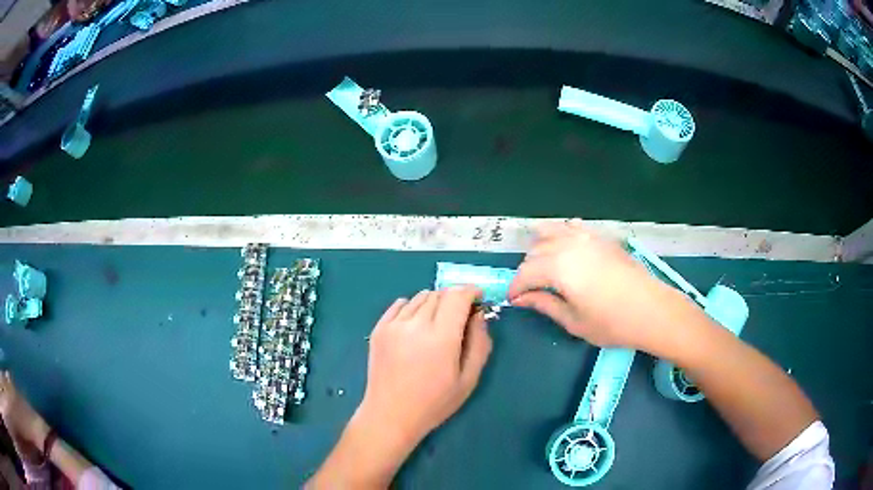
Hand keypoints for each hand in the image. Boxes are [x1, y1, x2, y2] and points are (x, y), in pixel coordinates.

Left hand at [358, 286, 492, 447]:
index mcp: (440, 338)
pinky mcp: (379, 329)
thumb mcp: (468, 379)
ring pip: (420, 297)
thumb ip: (479, 343)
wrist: (390, 415)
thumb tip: (478, 315)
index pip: (457, 296)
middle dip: (455, 299)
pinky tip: (416, 325)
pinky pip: (400, 304)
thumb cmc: (434, 403)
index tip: (478, 297)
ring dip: (435, 303)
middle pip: (440, 294)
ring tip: (437, 323)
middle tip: (460, 316)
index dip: (471, 291)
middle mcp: (415, 325)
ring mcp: (393, 325)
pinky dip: (413, 307)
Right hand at [508, 221, 676, 350]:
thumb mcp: (573, 320)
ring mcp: (587, 237)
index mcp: (558, 267)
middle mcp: (569, 245)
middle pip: (536, 251)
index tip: (514, 300)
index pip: (526, 273)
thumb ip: (544, 304)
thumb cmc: (611, 323)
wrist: (651, 310)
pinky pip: (574, 227)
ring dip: (541, 248)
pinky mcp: (602, 237)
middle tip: (531, 290)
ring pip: (552, 232)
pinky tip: (565, 244)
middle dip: (528, 270)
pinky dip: (563, 233)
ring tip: (543, 266)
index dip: (516, 287)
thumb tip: (521, 298)